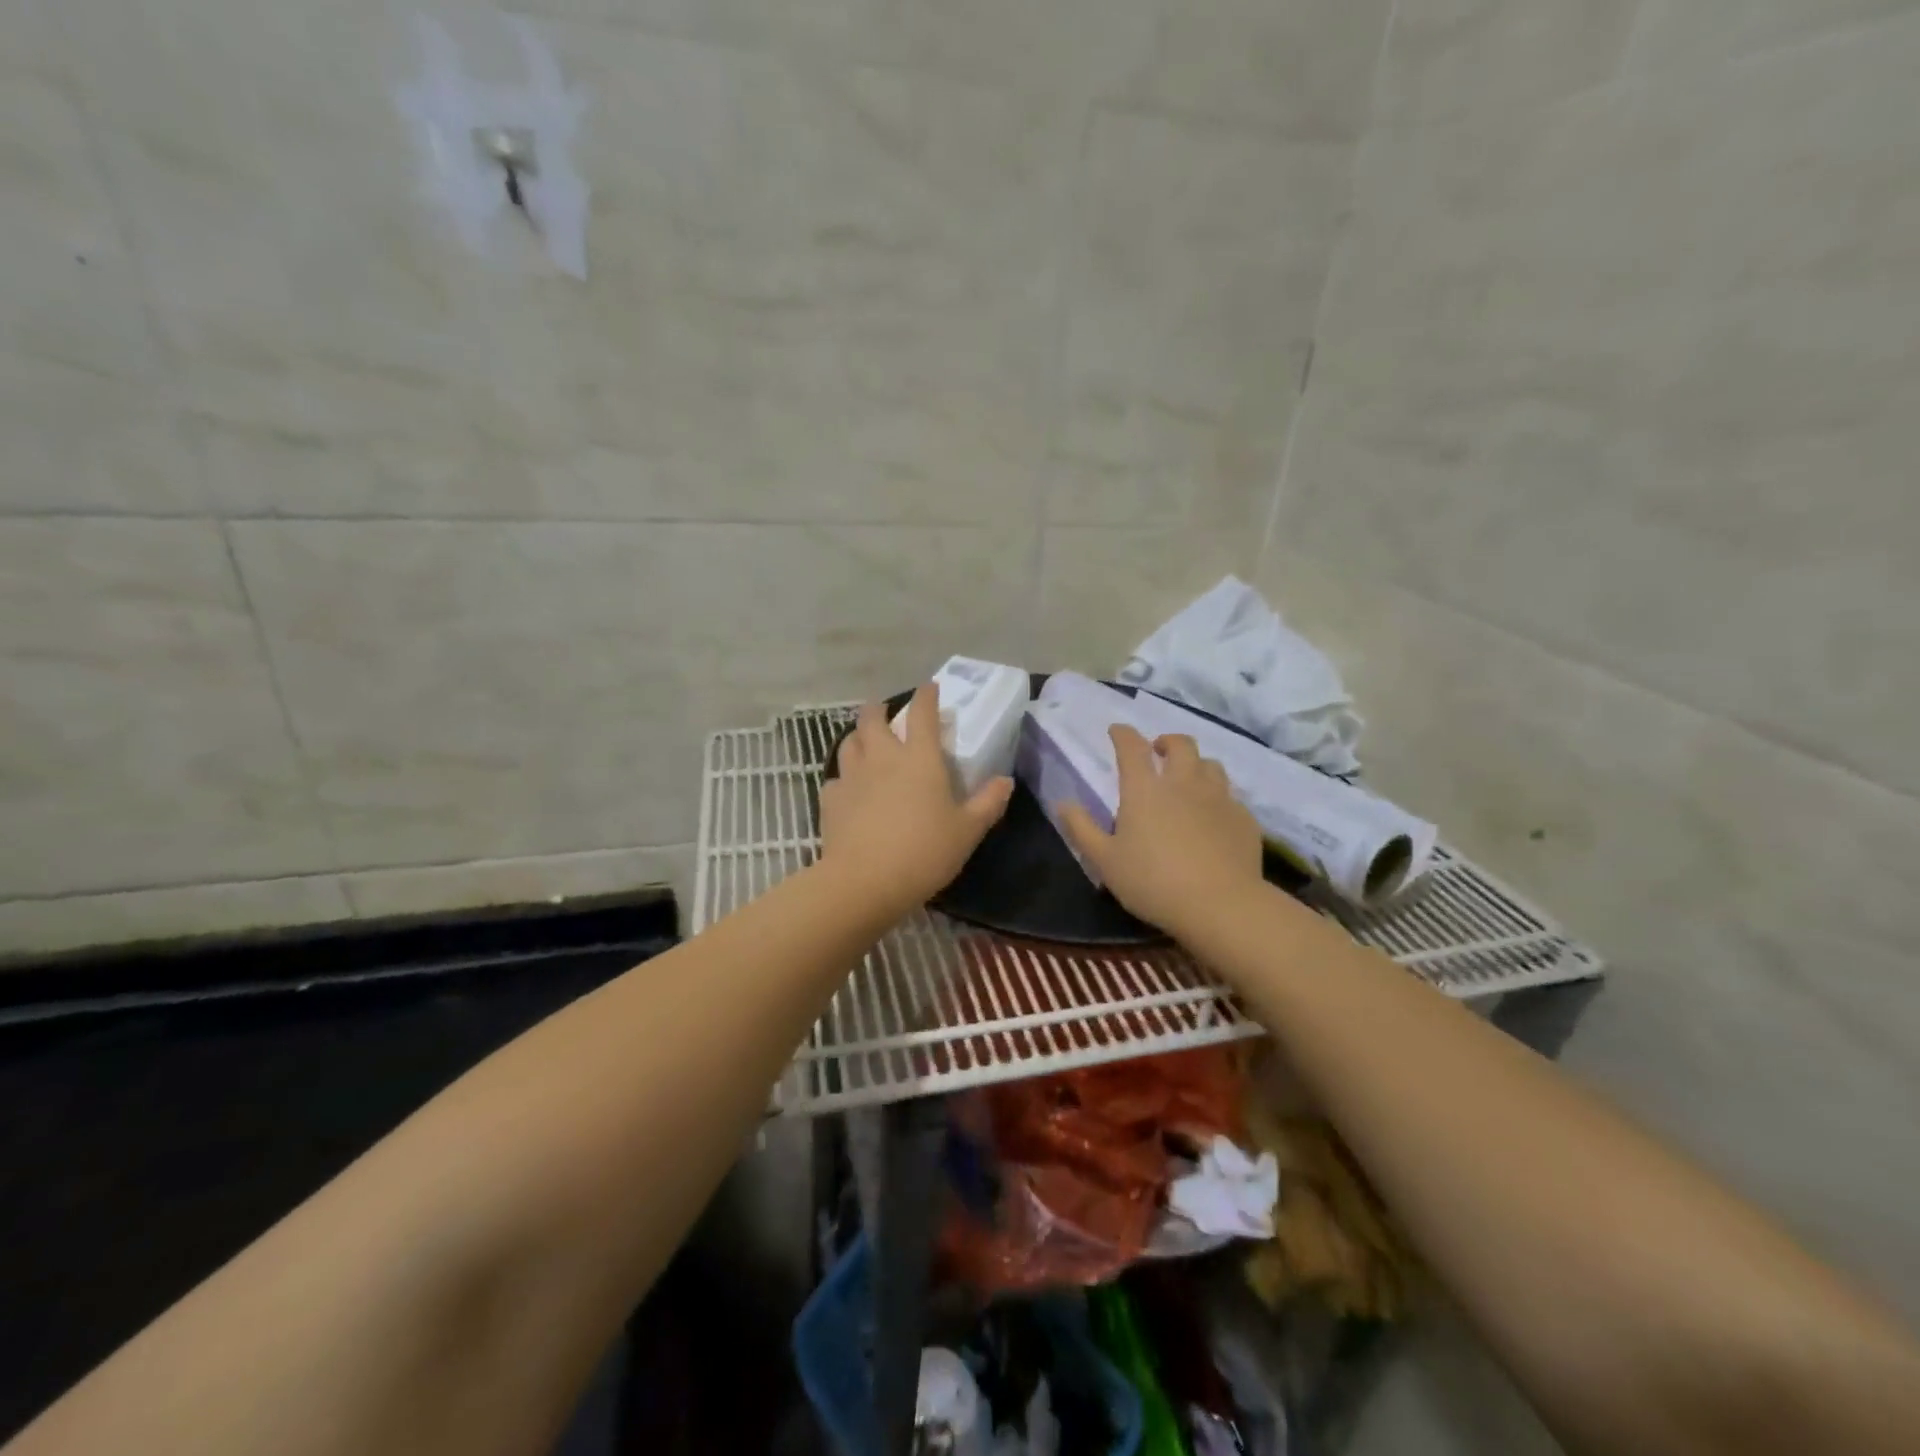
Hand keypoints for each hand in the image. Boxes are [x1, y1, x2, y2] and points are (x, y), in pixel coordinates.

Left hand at [817, 683, 1013, 919]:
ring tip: (865, 743)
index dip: (926, 696)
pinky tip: (850, 791)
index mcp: (919, 758)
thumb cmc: (924, 851)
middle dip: (878, 708)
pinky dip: (844, 779)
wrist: (865, 881)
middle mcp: (882, 757)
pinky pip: (836, 779)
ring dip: (858, 737)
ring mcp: (852, 776)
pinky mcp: (831, 799)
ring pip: (849, 742)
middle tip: (884, 712)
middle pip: (872, 718)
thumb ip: (988, 803)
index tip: (930, 688)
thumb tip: (1005, 781)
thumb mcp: (967, 831)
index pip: (923, 713)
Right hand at [1059, 725, 1266, 938]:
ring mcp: (1218, 798)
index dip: (1122, 734)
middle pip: (1180, 744)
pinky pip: (1230, 796)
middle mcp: (1183, 783)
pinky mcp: (1243, 818)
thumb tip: (1062, 803)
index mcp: (1144, 789)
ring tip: (1188, 779)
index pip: (1131, 746)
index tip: (1116, 731)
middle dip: (1166, 741)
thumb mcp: (1105, 861)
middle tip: (1158, 752)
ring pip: (1210, 765)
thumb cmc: (1153, 882)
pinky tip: (1213, 816)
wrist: (1220, 905)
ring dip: (1196, 765)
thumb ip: (1081, 828)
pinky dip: (1218, 797)